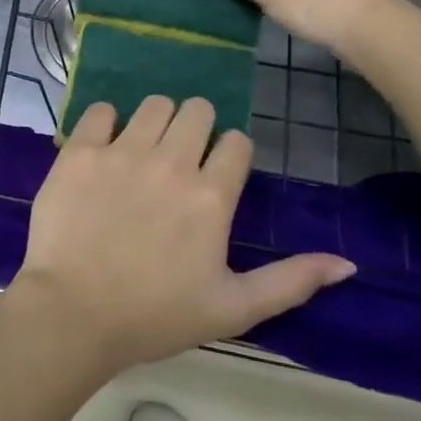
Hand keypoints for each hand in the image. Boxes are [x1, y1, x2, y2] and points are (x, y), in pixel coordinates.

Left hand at [12, 96, 354, 371]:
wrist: (72, 314)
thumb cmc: (155, 316)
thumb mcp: (233, 308)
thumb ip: (291, 282)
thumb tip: (347, 263)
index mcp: (211, 196)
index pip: (237, 142)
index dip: (230, 155)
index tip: (216, 175)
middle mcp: (171, 162)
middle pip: (197, 110)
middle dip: (196, 127)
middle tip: (180, 158)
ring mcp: (122, 151)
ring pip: (153, 105)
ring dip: (156, 121)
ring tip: (144, 151)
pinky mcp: (80, 151)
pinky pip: (100, 110)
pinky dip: (106, 122)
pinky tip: (104, 148)